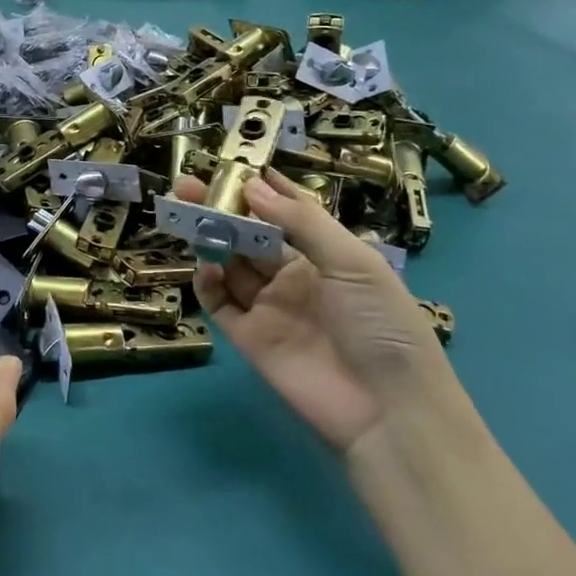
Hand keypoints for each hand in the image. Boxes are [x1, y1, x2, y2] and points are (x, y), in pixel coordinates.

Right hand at [176, 170, 453, 452]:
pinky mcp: (249, 338)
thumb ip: (302, 221)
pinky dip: (208, 283)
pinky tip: (206, 267)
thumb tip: (252, 184)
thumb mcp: (353, 262)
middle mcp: (295, 277)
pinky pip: (220, 303)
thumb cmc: (381, 325)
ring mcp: (271, 308)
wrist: (388, 411)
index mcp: (327, 256)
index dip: (263, 189)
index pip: (289, 213)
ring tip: (187, 215)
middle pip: (251, 235)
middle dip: (223, 209)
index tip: (233, 163)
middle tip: (189, 184)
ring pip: (231, 264)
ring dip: (211, 239)